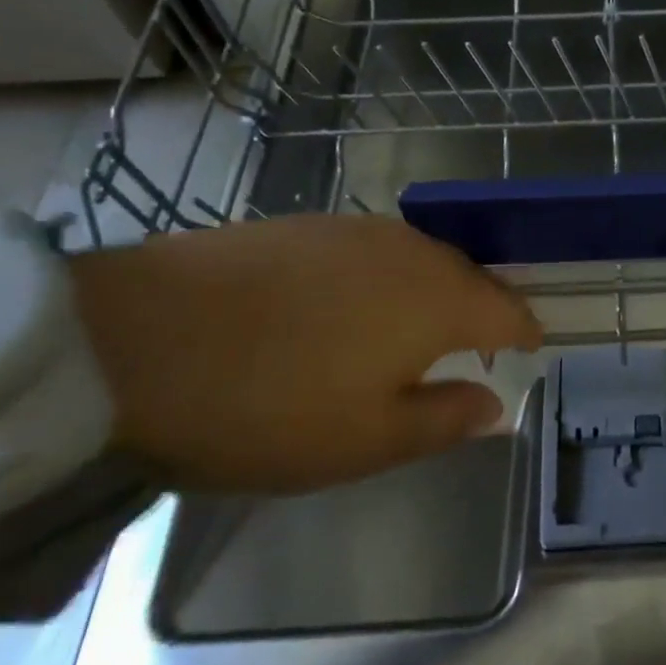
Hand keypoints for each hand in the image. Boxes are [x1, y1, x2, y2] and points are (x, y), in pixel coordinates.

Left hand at [71, 215, 540, 492]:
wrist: (133, 339)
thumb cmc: (266, 406)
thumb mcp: (364, 440)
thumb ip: (443, 419)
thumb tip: (496, 404)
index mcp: (437, 298)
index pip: (506, 309)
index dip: (524, 331)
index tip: (532, 349)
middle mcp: (408, 250)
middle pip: (467, 275)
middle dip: (482, 308)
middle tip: (478, 346)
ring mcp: (353, 229)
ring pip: (420, 257)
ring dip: (433, 289)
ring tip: (419, 326)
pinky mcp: (304, 224)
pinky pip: (372, 249)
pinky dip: (385, 276)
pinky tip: (353, 302)